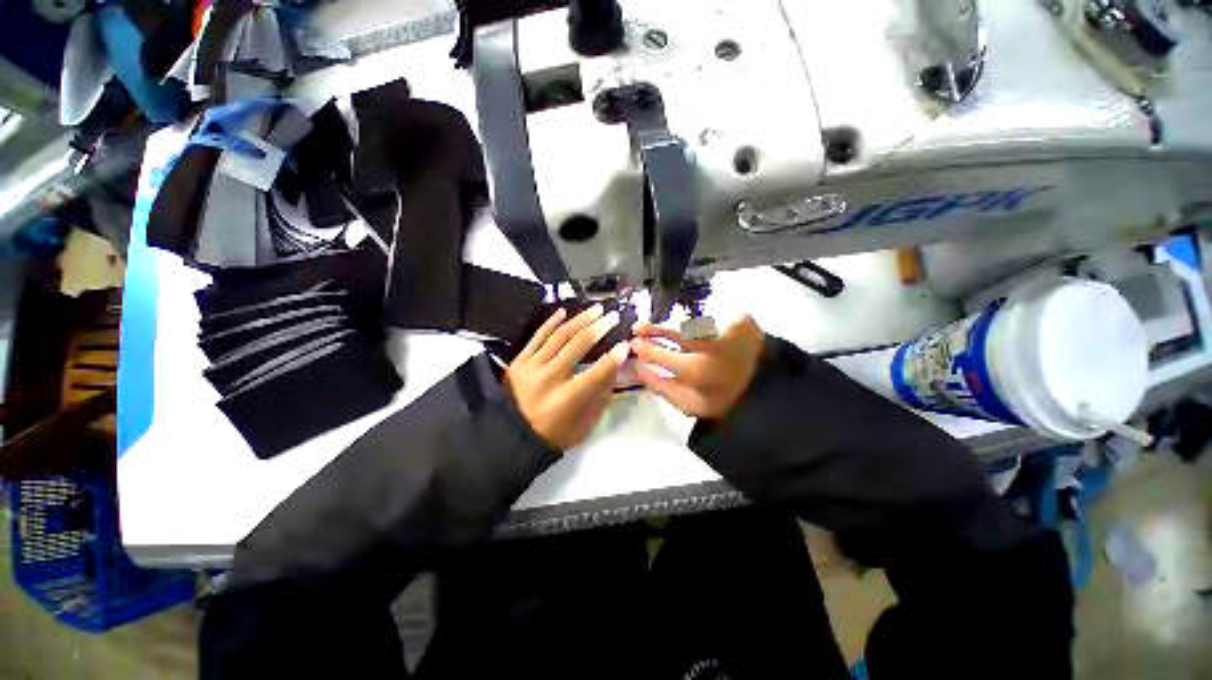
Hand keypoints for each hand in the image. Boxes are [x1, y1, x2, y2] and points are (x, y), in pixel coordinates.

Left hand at [505, 305, 629, 450]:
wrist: (510, 434)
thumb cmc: (552, 434)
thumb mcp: (583, 425)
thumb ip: (600, 396)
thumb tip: (615, 368)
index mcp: (566, 399)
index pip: (596, 372)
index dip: (614, 358)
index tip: (625, 345)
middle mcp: (549, 378)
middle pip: (578, 345)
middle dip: (600, 328)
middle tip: (613, 317)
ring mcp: (531, 366)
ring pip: (559, 335)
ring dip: (580, 319)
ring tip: (596, 309)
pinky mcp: (519, 360)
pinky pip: (538, 335)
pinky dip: (551, 322)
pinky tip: (564, 311)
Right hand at [630, 315, 764, 418]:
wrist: (763, 389)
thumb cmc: (723, 399)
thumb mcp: (689, 404)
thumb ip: (661, 387)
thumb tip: (638, 369)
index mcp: (697, 370)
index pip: (661, 354)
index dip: (645, 348)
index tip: (634, 344)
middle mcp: (710, 345)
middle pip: (674, 332)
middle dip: (653, 329)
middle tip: (639, 328)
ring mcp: (727, 329)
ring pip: (691, 323)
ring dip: (675, 327)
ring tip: (665, 330)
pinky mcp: (740, 319)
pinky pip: (710, 318)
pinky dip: (698, 325)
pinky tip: (695, 333)